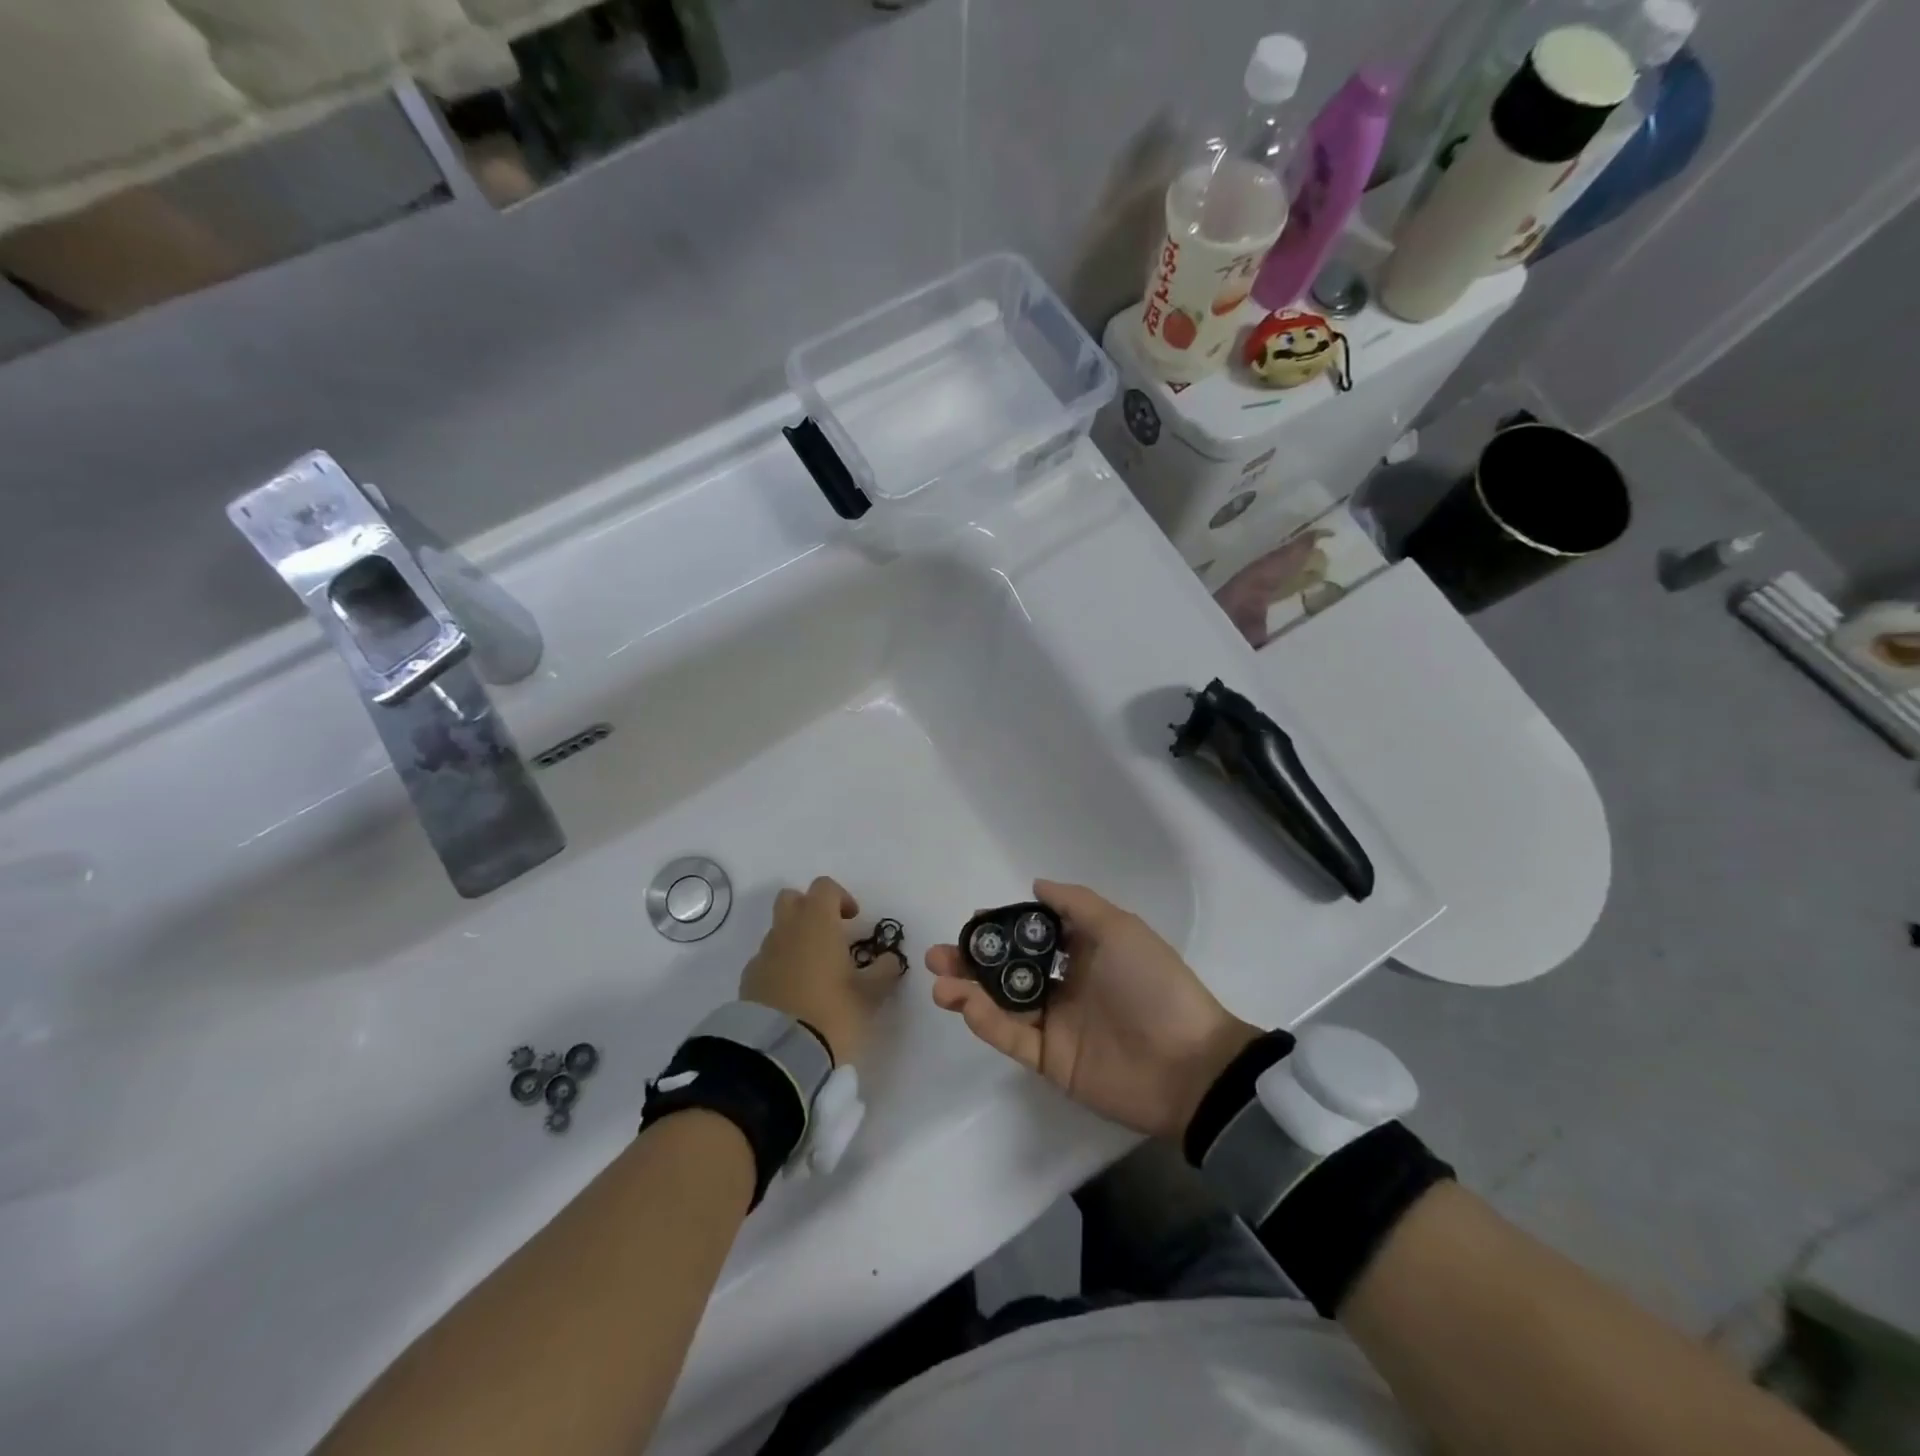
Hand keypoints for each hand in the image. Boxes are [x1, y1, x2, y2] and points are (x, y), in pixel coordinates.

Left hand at [740, 876, 902, 1063]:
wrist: (778, 1053)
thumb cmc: (832, 1012)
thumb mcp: (870, 994)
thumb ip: (884, 971)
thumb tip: (890, 959)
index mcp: (817, 922)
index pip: (824, 887)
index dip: (841, 897)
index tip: (853, 920)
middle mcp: (786, 930)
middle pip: (792, 899)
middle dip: (810, 909)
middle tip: (830, 935)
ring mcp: (763, 954)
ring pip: (778, 931)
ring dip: (795, 940)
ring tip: (815, 973)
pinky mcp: (749, 980)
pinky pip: (767, 960)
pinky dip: (780, 966)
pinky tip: (794, 994)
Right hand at [926, 880, 1260, 1139]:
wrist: (1187, 1063)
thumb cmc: (1153, 984)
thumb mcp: (1120, 928)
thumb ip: (1076, 904)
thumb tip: (1036, 886)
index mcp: (1084, 953)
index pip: (1032, 937)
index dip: (1002, 928)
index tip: (974, 920)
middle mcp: (1065, 986)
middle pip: (1008, 971)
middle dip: (972, 961)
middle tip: (939, 955)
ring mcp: (1056, 1025)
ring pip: (1001, 1004)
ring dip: (968, 990)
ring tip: (940, 981)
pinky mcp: (1050, 1061)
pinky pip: (1011, 1037)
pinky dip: (985, 1021)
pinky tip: (964, 1003)